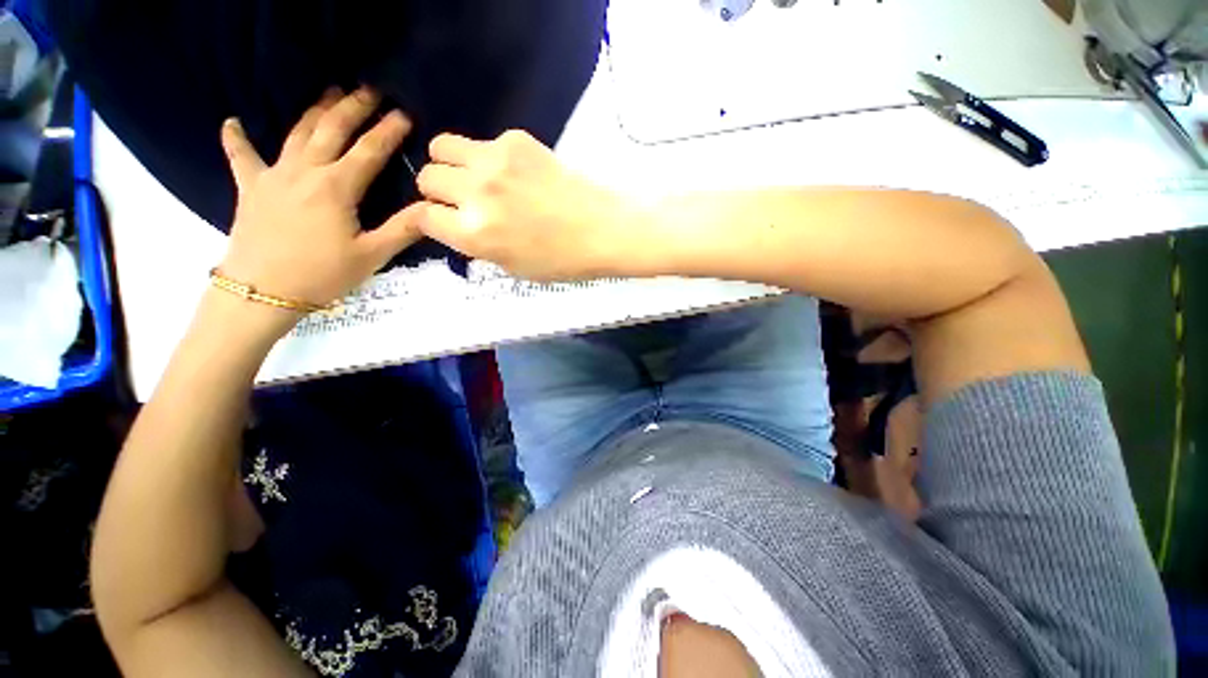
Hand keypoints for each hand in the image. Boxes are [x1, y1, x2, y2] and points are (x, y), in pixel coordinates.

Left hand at [218, 87, 420, 311]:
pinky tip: (229, 123)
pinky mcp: (251, 186)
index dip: (391, 127)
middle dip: (357, 103)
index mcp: (338, 184)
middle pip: (336, 125)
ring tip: (331, 91)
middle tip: (371, 89)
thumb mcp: (365, 261)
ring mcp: (277, 173)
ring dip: (317, 108)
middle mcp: (309, 167)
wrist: (259, 297)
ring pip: (300, 130)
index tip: (405, 114)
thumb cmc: (314, 280)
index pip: (372, 146)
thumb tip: (432, 206)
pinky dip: (235, 139)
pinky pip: (241, 157)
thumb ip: (401, 231)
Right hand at [405, 130, 645, 280]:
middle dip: (436, 188)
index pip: (421, 215)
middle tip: (457, 194)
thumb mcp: (503, 264)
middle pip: (427, 176)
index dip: (427, 217)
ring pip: (442, 145)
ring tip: (471, 172)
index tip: (439, 216)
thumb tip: (449, 219)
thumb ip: (467, 240)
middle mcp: (476, 192)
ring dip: (449, 160)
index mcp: (472, 233)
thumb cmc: (558, 258)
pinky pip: (483, 140)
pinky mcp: (516, 139)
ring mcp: (495, 160)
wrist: (605, 226)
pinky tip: (515, 167)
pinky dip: (490, 154)